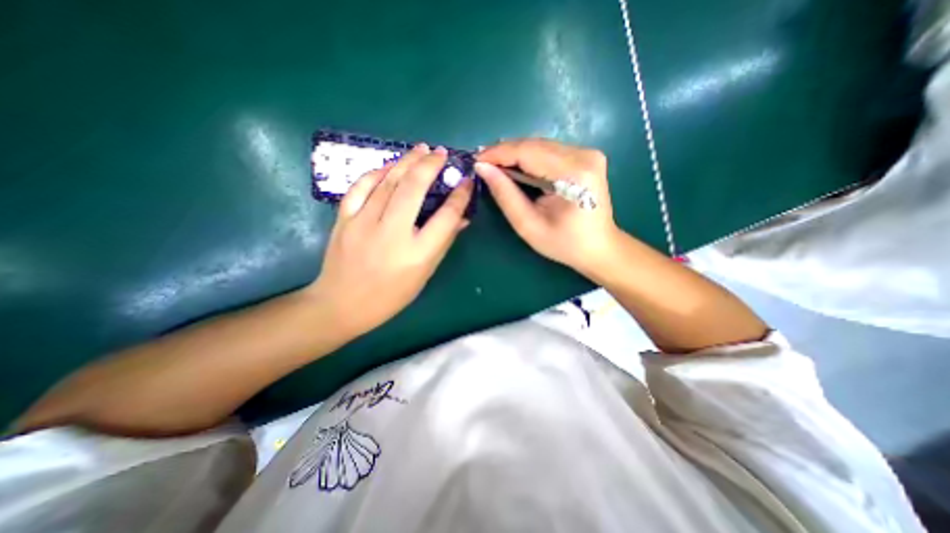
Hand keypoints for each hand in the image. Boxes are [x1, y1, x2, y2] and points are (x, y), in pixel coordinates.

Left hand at [312, 141, 474, 337]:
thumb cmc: (391, 295)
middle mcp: (392, 234)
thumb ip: (443, 243)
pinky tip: (390, 166)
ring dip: (407, 161)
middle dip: (431, 165)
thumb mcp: (424, 274)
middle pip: (414, 188)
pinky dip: (377, 172)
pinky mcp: (344, 219)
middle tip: (442, 153)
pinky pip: (361, 186)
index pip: (446, 217)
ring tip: (422, 149)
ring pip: (388, 181)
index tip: (467, 182)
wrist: (342, 304)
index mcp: (417, 253)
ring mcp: (364, 223)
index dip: (460, 196)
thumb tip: (461, 218)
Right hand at [475, 138, 624, 274]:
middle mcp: (584, 155)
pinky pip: (549, 151)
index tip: (476, 160)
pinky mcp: (586, 156)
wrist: (599, 247)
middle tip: (482, 164)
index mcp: (573, 174)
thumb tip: (483, 168)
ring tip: (495, 166)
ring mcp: (588, 153)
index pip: (528, 152)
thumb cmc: (563, 244)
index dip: (498, 153)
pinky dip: (529, 157)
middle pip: (534, 144)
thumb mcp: (528, 225)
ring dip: (515, 154)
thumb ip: (505, 195)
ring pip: (540, 145)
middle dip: (504, 152)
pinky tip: (516, 167)